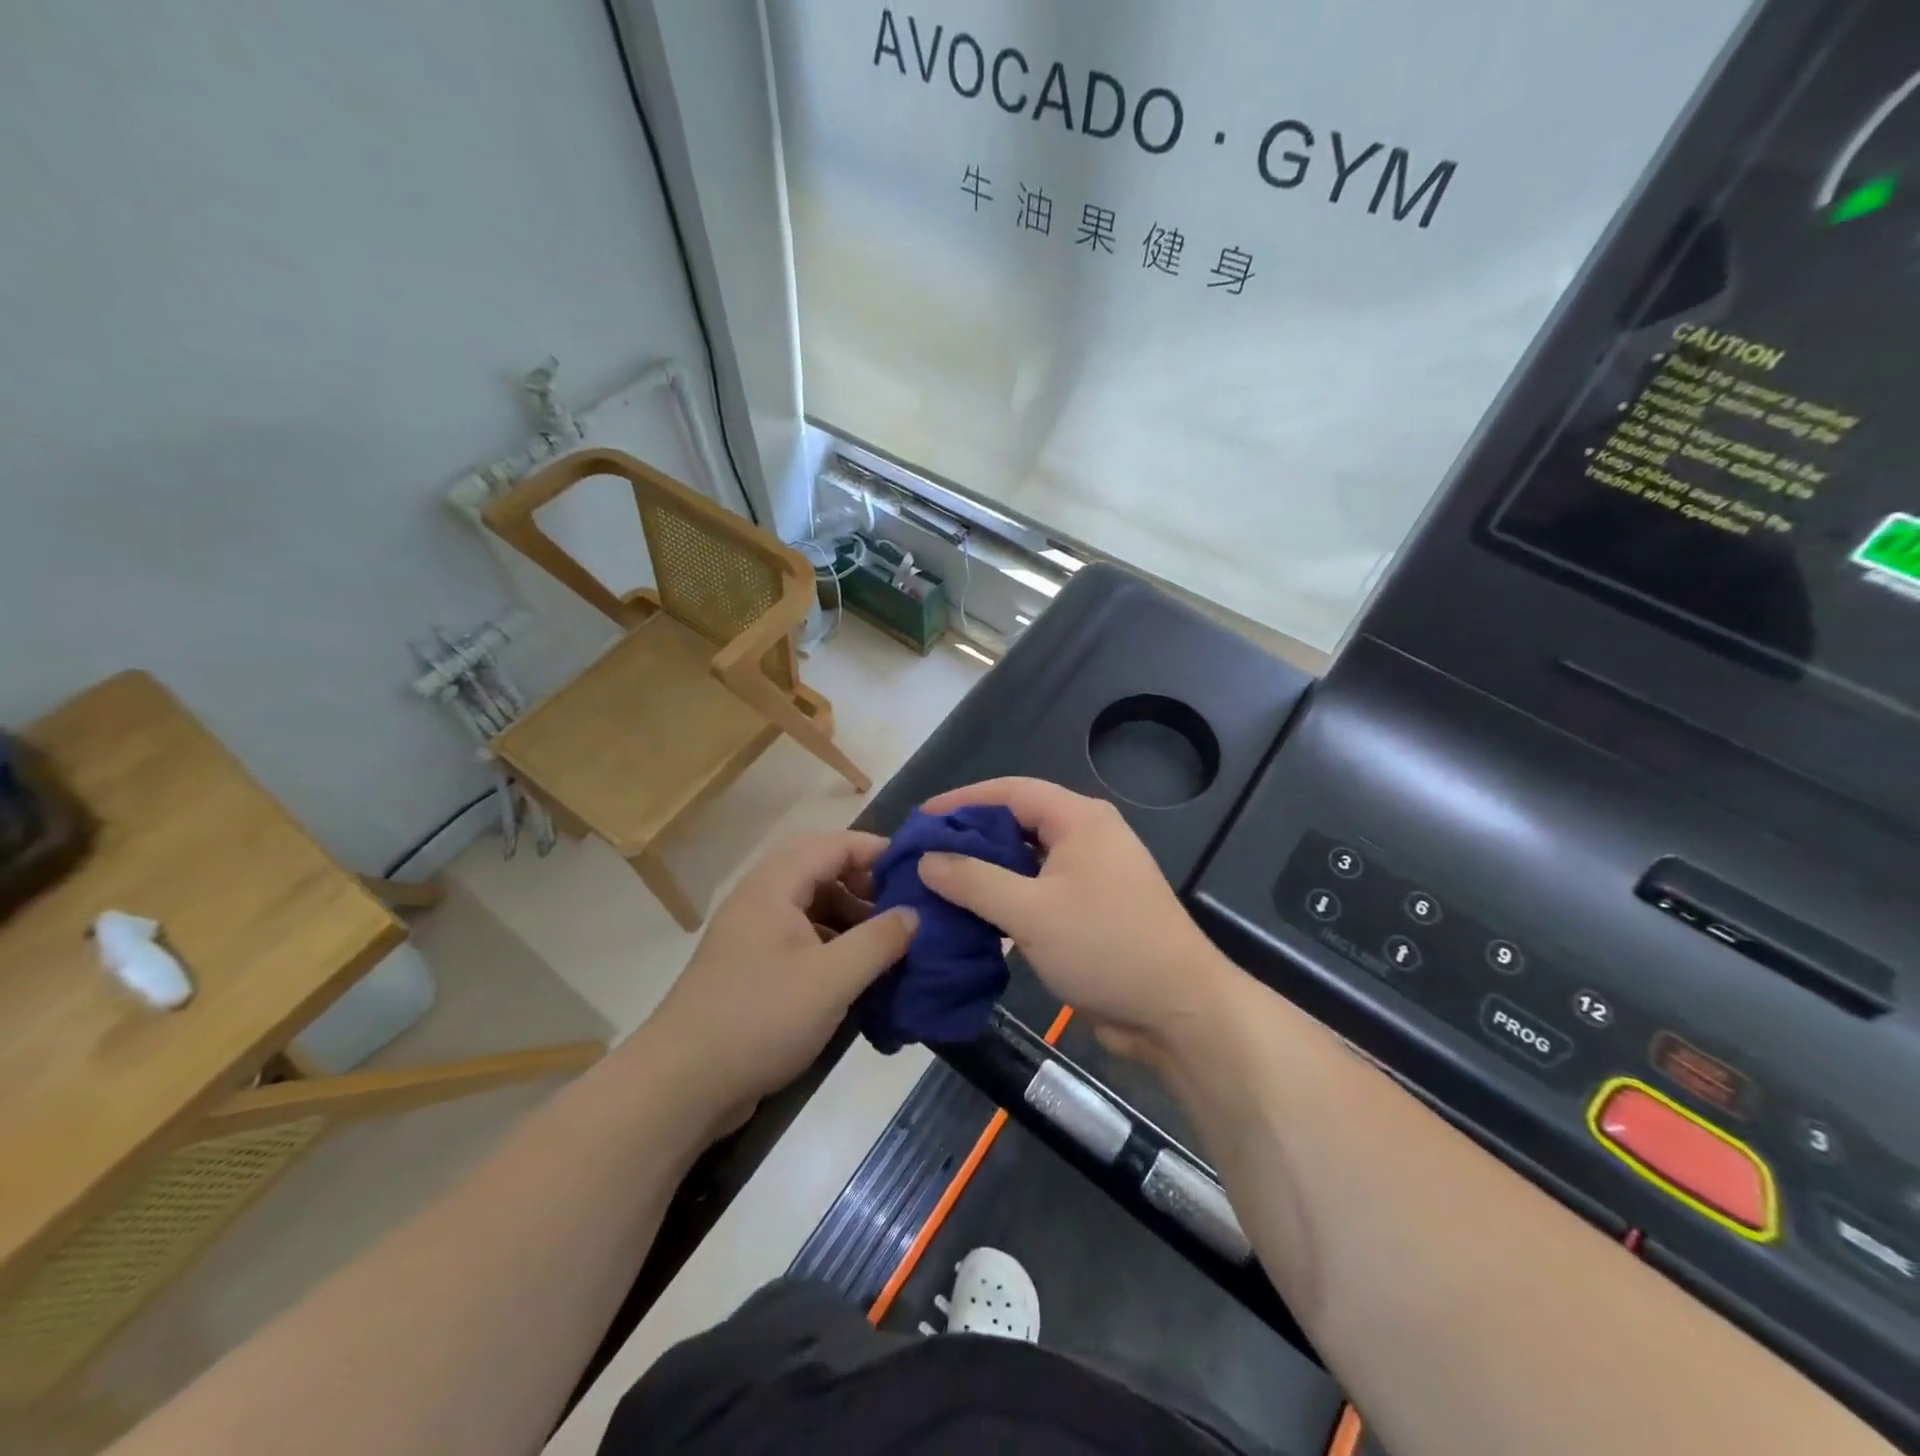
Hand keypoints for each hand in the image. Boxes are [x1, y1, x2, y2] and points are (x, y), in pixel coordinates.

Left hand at [647, 831, 915, 1123]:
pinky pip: (800, 938)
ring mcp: (752, 935)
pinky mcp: (751, 968)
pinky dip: (832, 944)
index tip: (917, 871)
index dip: (875, 850)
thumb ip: (878, 941)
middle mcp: (760, 900)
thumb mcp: (831, 980)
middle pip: (819, 870)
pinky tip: (855, 974)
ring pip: (810, 906)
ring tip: (885, 942)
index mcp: (773, 887)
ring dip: (849, 916)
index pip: (832, 845)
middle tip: (901, 907)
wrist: (681, 1086)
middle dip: (864, 884)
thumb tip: (914, 914)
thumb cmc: (759, 1019)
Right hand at [917, 778, 1238, 1067]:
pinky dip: (1007, 898)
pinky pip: (1039, 890)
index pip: (1011, 791)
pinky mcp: (1091, 909)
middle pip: (1018, 823)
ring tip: (939, 885)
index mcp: (1079, 819)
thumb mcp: (1031, 912)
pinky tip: (974, 917)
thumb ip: (974, 881)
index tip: (920, 819)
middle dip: (970, 837)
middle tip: (923, 855)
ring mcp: (1092, 874)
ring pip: (1027, 860)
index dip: (963, 800)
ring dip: (986, 871)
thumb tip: (927, 859)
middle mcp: (1087, 836)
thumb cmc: (1106, 947)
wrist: (1178, 1012)